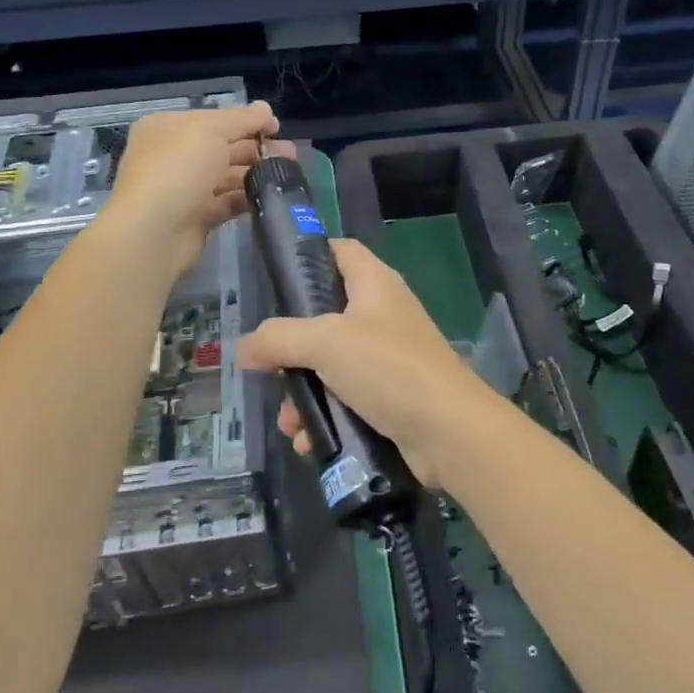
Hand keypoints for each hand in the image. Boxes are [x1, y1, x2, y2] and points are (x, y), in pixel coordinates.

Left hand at [100, 101, 292, 279]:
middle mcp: (174, 156)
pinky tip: (269, 197)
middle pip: (222, 147)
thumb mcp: (211, 130)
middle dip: (257, 148)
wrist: (153, 231)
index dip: (247, 121)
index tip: (277, 128)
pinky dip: (246, 199)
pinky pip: (226, 203)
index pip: (214, 119)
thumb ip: (242, 119)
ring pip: (227, 176)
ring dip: (256, 173)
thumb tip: (266, 108)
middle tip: (291, 155)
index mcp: (169, 128)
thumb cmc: (179, 168)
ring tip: (287, 176)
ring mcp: (184, 188)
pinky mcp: (195, 217)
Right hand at [238, 239, 506, 488]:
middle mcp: (383, 314)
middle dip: (293, 348)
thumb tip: (244, 348)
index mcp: (375, 284)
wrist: (449, 431)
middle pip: (326, 316)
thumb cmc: (389, 368)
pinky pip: (347, 400)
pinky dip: (326, 417)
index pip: (341, 250)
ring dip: (304, 393)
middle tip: (269, 369)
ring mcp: (389, 357)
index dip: (310, 254)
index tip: (276, 277)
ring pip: (331, 366)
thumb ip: (280, 339)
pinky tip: (310, 441)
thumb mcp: (326, 343)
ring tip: (289, 422)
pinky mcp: (391, 397)